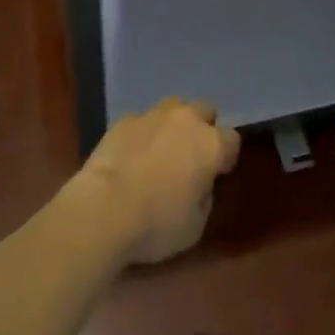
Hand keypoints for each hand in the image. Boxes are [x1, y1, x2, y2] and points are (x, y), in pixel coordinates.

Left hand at [71, 98, 240, 264]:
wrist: (103, 209)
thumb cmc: (156, 224)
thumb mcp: (194, 227)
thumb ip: (203, 198)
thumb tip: (198, 185)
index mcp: (211, 145)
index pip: (231, 140)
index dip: (225, 157)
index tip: (215, 174)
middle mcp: (186, 120)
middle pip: (205, 110)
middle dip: (202, 128)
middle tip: (189, 157)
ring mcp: (153, 115)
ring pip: (173, 108)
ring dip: (173, 125)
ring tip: (160, 151)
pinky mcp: (124, 120)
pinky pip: (142, 121)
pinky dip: (142, 134)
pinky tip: (131, 156)